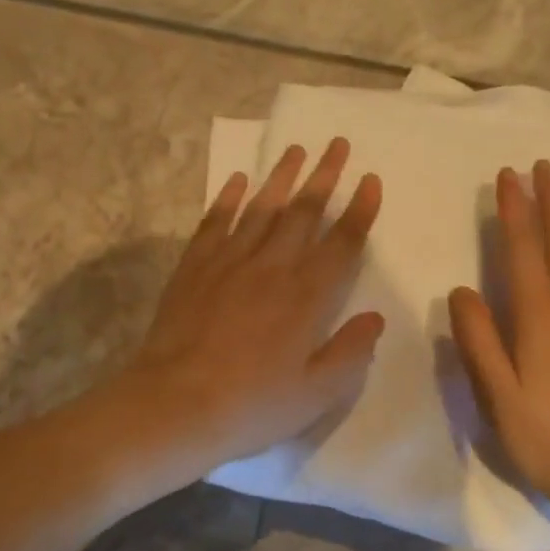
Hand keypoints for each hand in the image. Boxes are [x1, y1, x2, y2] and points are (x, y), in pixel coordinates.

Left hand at [123, 139, 384, 472]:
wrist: (175, 406)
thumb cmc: (252, 405)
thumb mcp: (317, 393)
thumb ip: (351, 352)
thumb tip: (374, 318)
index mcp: (307, 297)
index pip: (342, 243)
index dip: (360, 210)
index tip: (371, 180)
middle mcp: (271, 268)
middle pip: (303, 213)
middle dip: (324, 176)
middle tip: (337, 144)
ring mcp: (229, 263)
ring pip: (261, 208)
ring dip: (281, 177)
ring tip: (296, 149)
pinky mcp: (194, 268)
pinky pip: (214, 223)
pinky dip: (227, 199)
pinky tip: (236, 180)